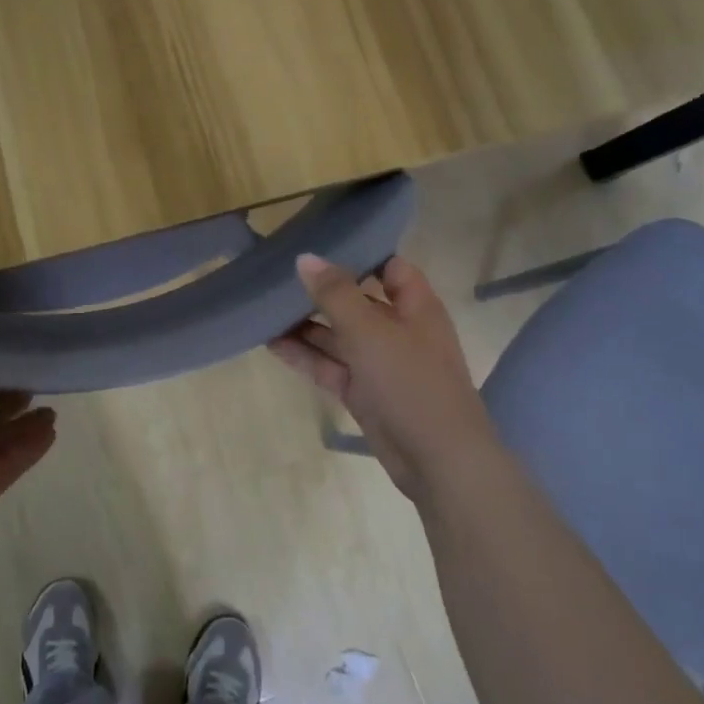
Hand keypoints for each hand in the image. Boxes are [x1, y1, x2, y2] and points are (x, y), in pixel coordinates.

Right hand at [269, 254, 495, 503]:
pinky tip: (270, 342)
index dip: (360, 253)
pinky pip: (328, 365)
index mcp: (415, 307)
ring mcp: (378, 363)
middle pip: (355, 300)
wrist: (439, 462)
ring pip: (337, 335)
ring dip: (305, 324)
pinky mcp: (362, 392)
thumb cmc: (411, 382)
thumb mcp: (370, 330)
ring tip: (264, 306)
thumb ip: (335, 293)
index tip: (319, 241)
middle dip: (320, 289)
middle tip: (277, 273)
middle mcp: (397, 329)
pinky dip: (303, 355)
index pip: (390, 267)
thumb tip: (305, 258)